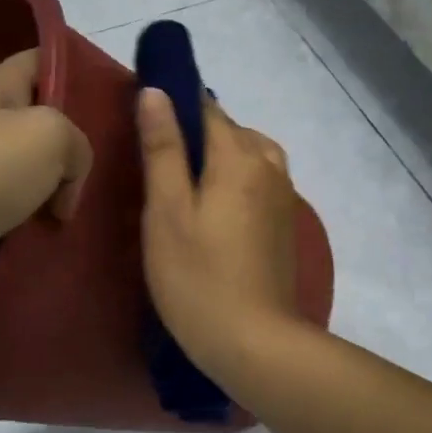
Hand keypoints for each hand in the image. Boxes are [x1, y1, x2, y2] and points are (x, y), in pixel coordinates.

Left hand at [0, 49, 91, 316]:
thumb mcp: (52, 134)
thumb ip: (79, 145)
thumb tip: (63, 186)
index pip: (40, 61)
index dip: (76, 69)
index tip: (112, 93)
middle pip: (43, 122)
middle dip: (76, 141)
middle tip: (114, 159)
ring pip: (36, 174)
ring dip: (61, 190)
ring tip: (93, 203)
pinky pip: (22, 214)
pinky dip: (42, 224)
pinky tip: (65, 233)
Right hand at [138, 88, 301, 380]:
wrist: (255, 341)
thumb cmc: (198, 277)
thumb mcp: (167, 211)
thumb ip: (163, 148)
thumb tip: (157, 92)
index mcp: (240, 156)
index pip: (206, 108)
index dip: (176, 103)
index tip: (147, 116)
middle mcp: (269, 165)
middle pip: (230, 130)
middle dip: (196, 133)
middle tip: (156, 160)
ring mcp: (283, 195)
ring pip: (249, 153)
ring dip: (219, 156)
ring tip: (184, 183)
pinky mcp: (284, 221)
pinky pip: (259, 179)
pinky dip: (236, 178)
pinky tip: (213, 206)